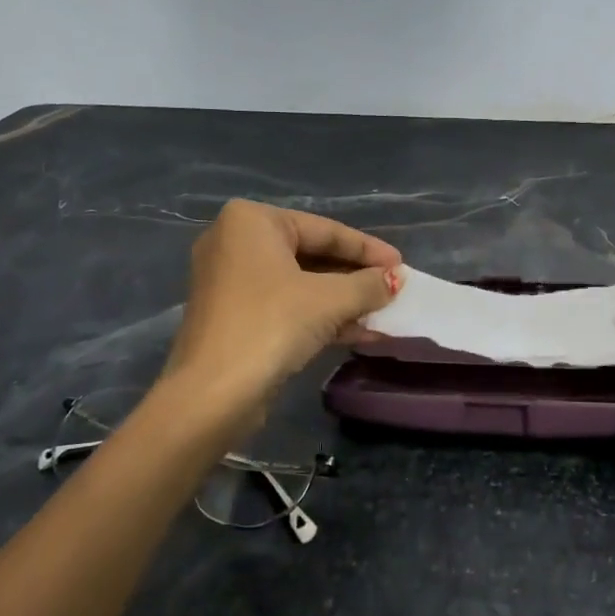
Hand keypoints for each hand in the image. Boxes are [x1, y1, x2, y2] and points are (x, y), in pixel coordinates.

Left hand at [162, 199, 401, 409]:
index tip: (402, 265)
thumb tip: (395, 280)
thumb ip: (368, 284)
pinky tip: (360, 333)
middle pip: (312, 255)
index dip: (368, 249)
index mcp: (252, 221)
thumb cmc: (272, 324)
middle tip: (393, 289)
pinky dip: (321, 317)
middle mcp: (236, 242)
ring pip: (301, 284)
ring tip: (383, 315)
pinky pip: (287, 306)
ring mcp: (232, 281)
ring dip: (344, 301)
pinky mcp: (235, 317)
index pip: (325, 229)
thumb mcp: (330, 299)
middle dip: (356, 277)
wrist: (213, 394)